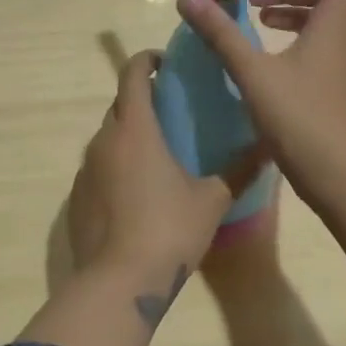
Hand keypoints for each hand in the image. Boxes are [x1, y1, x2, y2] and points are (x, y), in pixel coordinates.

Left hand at [67, 50, 260, 309]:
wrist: (118, 284)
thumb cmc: (169, 230)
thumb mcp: (212, 200)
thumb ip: (239, 170)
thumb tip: (269, 146)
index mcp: (135, 128)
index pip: (132, 74)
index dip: (147, 61)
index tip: (166, 64)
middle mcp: (104, 140)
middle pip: (119, 104)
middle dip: (141, 99)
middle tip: (171, 112)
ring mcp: (85, 170)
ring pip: (107, 137)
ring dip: (128, 135)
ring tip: (158, 154)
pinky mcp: (76, 198)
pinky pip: (98, 167)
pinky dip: (116, 166)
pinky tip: (137, 193)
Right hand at [177, 0, 345, 323]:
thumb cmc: (303, 121)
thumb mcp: (254, 74)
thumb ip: (221, 33)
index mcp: (336, 23)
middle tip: (251, 1)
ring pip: (324, 22)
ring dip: (290, 14)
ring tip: (255, 24)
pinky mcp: (341, 90)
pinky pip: (321, 48)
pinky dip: (295, 41)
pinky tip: (267, 64)